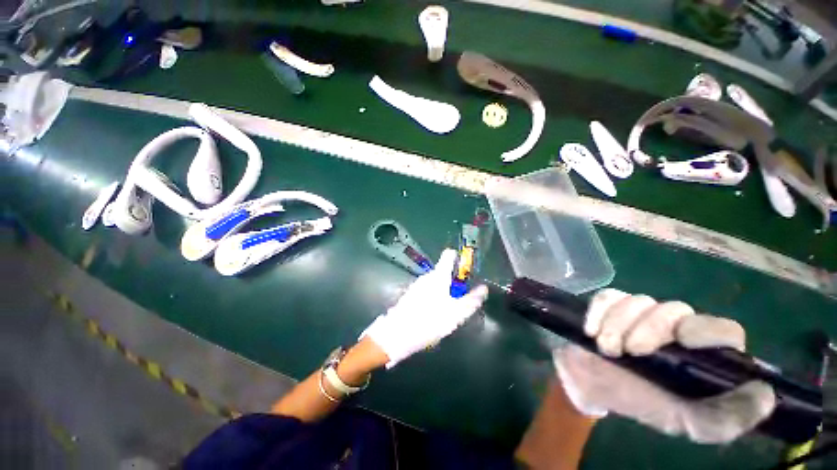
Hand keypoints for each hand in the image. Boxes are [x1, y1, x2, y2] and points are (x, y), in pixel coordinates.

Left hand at [361, 249, 488, 367]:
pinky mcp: (409, 295)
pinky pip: (426, 292)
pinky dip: (432, 298)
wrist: (397, 335)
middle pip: (443, 272)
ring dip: (443, 292)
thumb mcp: (456, 313)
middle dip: (453, 282)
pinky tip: (432, 314)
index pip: (448, 256)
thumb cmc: (430, 320)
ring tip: (447, 310)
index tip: (465, 266)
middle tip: (459, 299)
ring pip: (434, 283)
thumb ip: (471, 300)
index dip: (457, 257)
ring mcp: (416, 285)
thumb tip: (484, 288)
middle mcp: (426, 276)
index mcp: (438, 275)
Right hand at [553, 289, 775, 443]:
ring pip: (637, 301)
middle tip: (627, 352)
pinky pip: (606, 297)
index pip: (722, 329)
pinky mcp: (609, 305)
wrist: (594, 386)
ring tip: (606, 348)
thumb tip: (766, 394)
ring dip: (617, 325)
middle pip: (673, 309)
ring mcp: (639, 312)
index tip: (681, 342)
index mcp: (701, 352)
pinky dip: (598, 313)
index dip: (707, 330)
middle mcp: (675, 326)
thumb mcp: (687, 422)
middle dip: (648, 329)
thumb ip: (726, 418)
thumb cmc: (643, 403)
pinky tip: (591, 332)